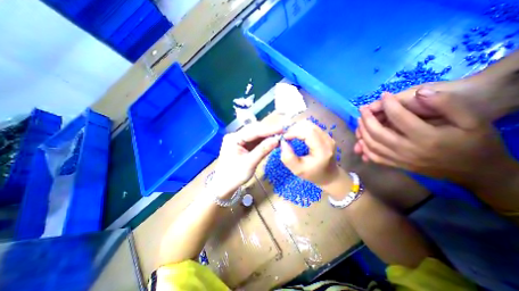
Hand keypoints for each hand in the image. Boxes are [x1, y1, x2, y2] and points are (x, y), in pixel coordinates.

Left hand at [212, 122, 282, 196]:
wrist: (223, 186)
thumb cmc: (234, 176)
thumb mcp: (249, 163)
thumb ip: (263, 150)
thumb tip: (277, 140)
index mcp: (233, 138)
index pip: (253, 131)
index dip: (269, 129)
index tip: (282, 128)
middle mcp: (235, 136)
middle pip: (254, 130)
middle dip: (269, 131)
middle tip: (283, 131)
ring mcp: (239, 140)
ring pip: (256, 135)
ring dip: (268, 135)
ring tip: (280, 135)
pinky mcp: (242, 145)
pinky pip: (255, 141)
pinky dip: (264, 141)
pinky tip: (273, 141)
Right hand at [280, 120, 340, 186]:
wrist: (329, 176)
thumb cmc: (313, 174)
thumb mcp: (298, 170)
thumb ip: (288, 158)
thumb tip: (283, 143)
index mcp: (322, 150)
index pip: (308, 132)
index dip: (294, 132)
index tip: (284, 138)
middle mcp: (327, 140)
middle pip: (309, 125)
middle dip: (294, 128)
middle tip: (286, 136)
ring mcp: (328, 136)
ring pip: (310, 124)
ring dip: (298, 127)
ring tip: (291, 135)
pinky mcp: (326, 135)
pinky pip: (312, 127)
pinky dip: (302, 128)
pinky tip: (297, 135)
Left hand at [355, 74, 509, 154]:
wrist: (476, 171)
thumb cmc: (475, 142)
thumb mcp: (471, 119)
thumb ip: (446, 104)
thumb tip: (420, 92)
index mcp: (427, 137)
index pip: (399, 117)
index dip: (388, 104)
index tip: (384, 95)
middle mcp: (408, 150)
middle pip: (377, 133)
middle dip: (366, 119)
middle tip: (362, 108)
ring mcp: (400, 160)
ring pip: (372, 145)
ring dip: (362, 132)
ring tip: (359, 120)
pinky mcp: (396, 165)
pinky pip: (374, 157)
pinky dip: (364, 147)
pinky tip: (361, 138)